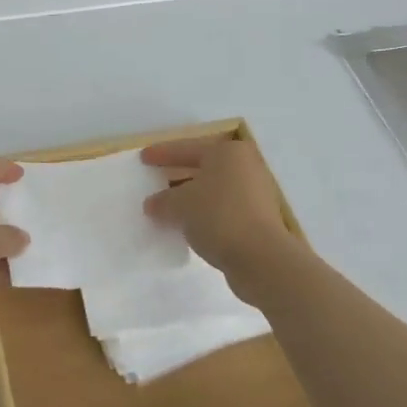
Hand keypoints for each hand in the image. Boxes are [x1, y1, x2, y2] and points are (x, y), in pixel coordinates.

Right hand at [141, 137, 302, 301]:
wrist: (262, 258)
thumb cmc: (218, 216)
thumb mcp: (181, 205)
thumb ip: (163, 201)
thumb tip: (153, 204)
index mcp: (228, 153)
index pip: (187, 148)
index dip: (163, 153)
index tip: (144, 157)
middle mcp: (245, 167)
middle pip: (203, 167)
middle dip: (177, 175)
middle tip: (155, 179)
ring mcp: (255, 194)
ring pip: (213, 190)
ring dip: (191, 197)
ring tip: (167, 206)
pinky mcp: (258, 220)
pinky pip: (222, 209)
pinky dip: (204, 213)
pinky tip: (187, 225)